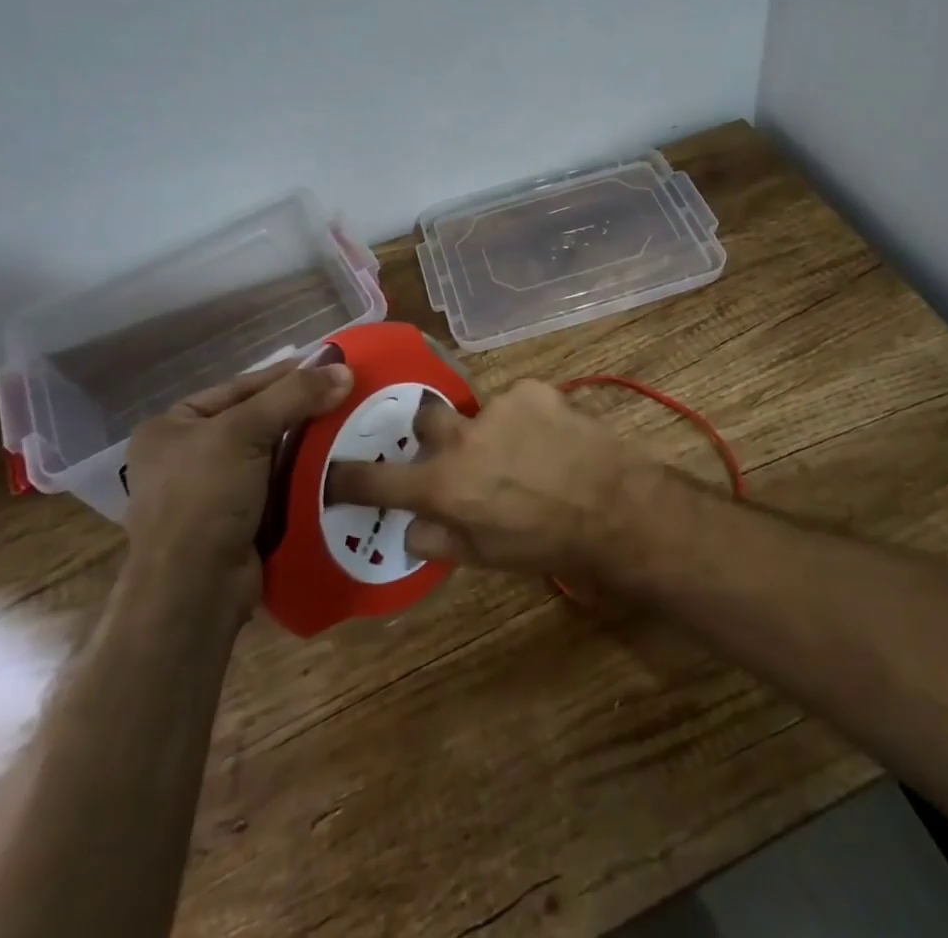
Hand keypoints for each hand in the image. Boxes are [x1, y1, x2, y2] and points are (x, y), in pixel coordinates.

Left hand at [124, 360, 352, 595]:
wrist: (193, 592)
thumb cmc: (203, 499)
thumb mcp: (244, 433)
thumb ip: (294, 396)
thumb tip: (344, 371)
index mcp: (172, 426)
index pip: (241, 386)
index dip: (288, 374)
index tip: (333, 366)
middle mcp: (186, 455)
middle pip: (258, 419)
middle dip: (302, 411)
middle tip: (348, 397)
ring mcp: (211, 492)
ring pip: (272, 454)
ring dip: (308, 445)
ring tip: (352, 427)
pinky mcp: (236, 521)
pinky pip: (278, 486)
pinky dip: (305, 476)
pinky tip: (338, 466)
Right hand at [322, 379, 648, 576]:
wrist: (613, 506)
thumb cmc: (546, 543)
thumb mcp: (485, 558)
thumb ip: (438, 539)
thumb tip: (410, 525)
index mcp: (443, 486)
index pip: (376, 479)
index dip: (348, 477)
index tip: (334, 471)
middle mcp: (461, 439)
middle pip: (424, 419)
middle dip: (433, 433)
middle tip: (460, 452)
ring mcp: (497, 407)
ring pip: (478, 411)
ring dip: (490, 430)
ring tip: (525, 453)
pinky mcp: (532, 389)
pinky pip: (516, 400)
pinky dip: (525, 417)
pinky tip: (550, 437)